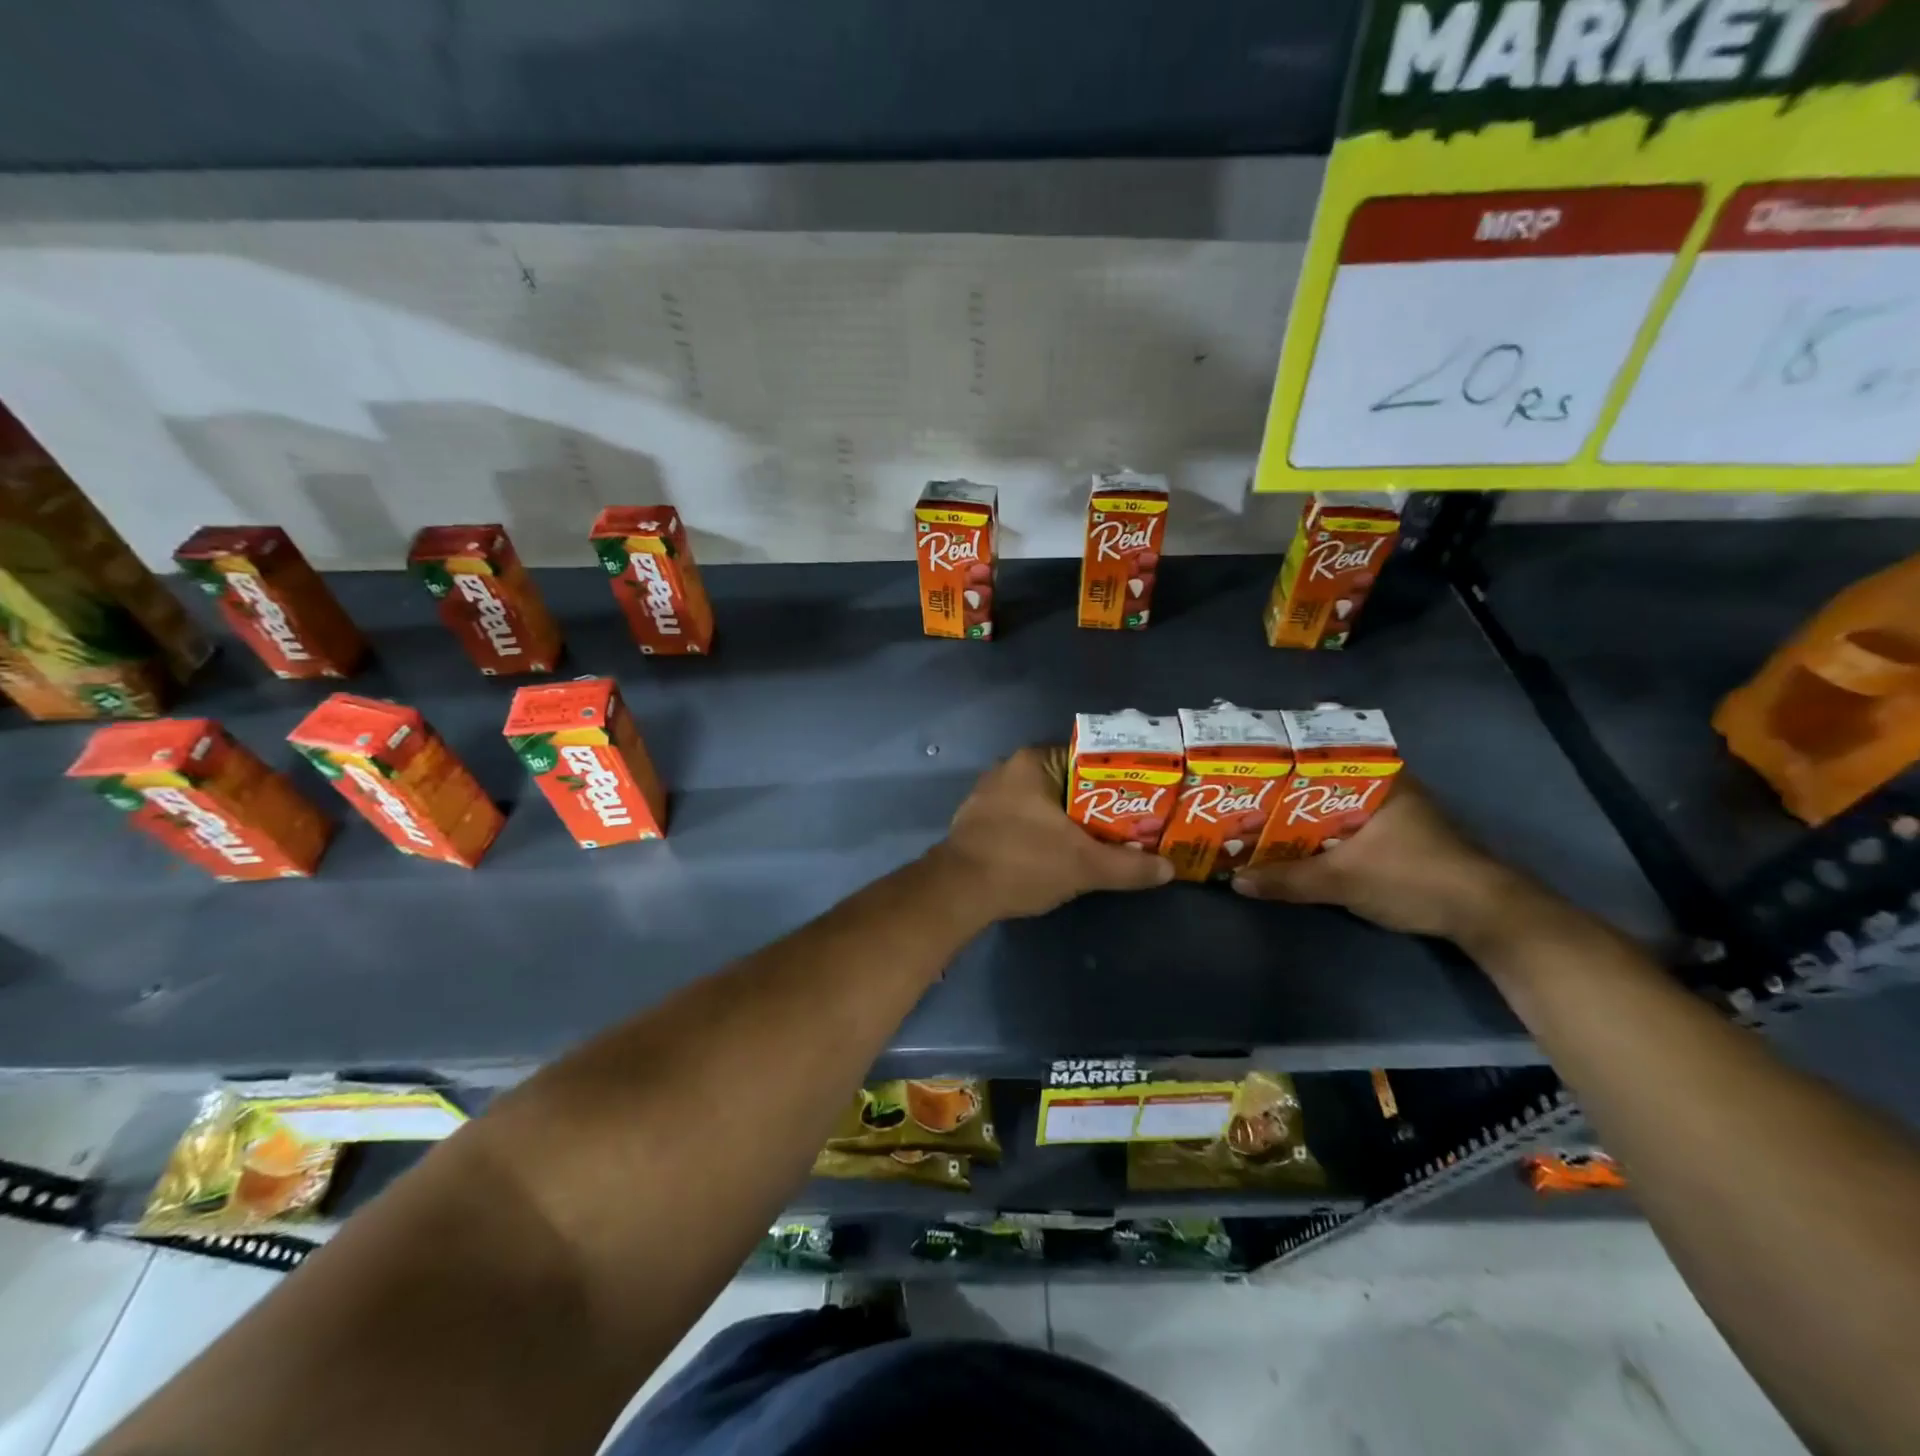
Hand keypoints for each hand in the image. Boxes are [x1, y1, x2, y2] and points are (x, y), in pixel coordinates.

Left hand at [937, 746, 1172, 919]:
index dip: (1119, 778)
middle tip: (1128, 824)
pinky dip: (1042, 830)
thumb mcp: (1084, 866)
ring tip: (1101, 840)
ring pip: (1043, 801)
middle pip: (1067, 780)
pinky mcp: (977, 820)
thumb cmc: (1023, 863)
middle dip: (1096, 803)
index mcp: (1033, 762)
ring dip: (1068, 819)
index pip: (1088, 757)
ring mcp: (989, 794)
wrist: (957, 892)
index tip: (1142, 799)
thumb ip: (1129, 866)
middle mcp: (1009, 768)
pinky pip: (1021, 816)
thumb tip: (1169, 869)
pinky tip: (1058, 851)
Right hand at [1229, 778, 1523, 941]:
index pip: (1322, 753)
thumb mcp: (1344, 880)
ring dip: (1302, 816)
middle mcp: (1387, 788)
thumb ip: (1289, 880)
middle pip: (1323, 782)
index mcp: (1379, 778)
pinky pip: (1346, 827)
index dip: (1283, 758)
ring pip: (1334, 807)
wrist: (1485, 916)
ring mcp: (1394, 814)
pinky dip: (1321, 834)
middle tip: (1242, 795)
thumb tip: (1236, 881)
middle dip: (1284, 791)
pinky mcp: (1398, 840)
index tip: (1248, 764)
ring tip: (1257, 819)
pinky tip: (1294, 844)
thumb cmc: (1414, 877)